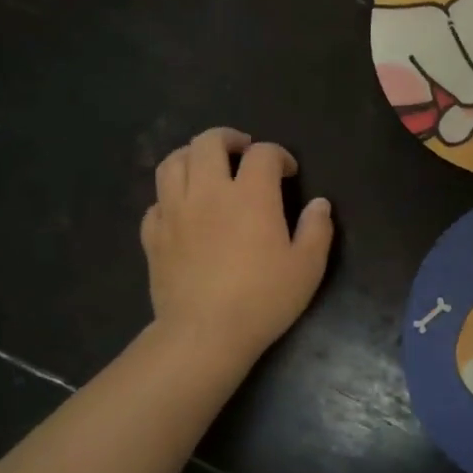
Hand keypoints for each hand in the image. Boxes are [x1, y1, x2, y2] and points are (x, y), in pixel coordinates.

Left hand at [141, 128, 333, 366]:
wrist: (204, 333)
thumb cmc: (263, 299)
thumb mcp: (307, 268)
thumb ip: (317, 230)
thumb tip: (319, 204)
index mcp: (250, 195)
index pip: (263, 154)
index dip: (278, 155)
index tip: (288, 172)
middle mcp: (208, 192)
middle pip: (208, 142)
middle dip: (228, 138)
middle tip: (242, 151)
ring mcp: (174, 211)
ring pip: (173, 162)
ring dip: (192, 156)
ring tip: (207, 168)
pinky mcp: (153, 235)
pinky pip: (156, 201)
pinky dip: (171, 196)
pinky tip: (183, 209)